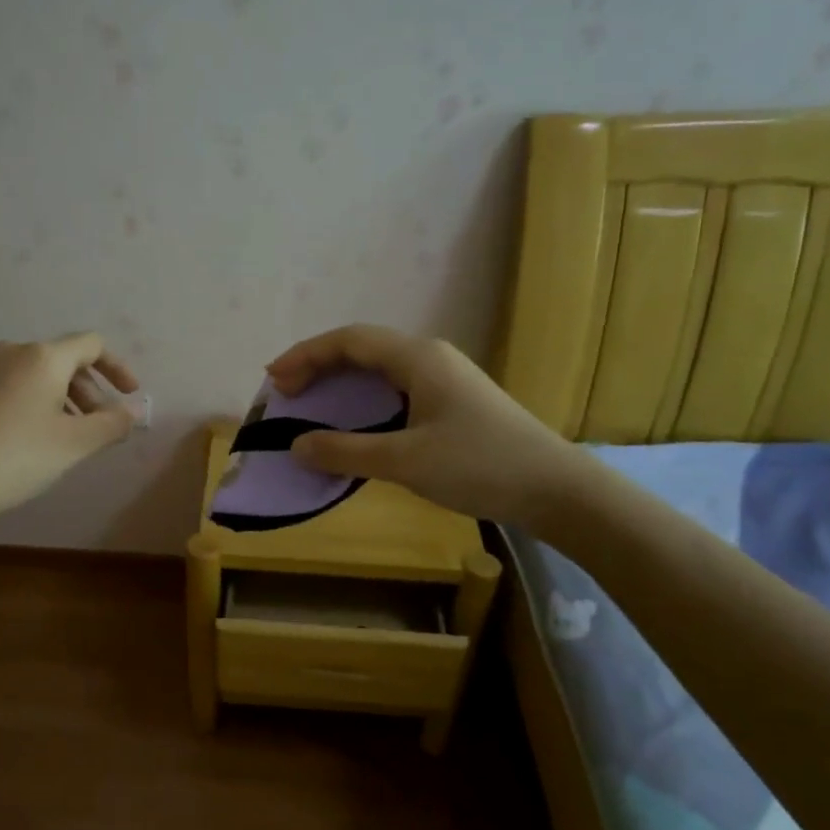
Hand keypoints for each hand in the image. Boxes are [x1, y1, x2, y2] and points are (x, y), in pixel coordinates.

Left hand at [0, 334, 139, 534]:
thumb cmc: (15, 460)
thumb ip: (112, 424)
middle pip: (55, 361)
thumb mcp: (74, 445)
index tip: (128, 395)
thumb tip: (133, 411)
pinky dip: (6, 407)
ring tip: (49, 435)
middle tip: (92, 426)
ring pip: (18, 376)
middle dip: (82, 390)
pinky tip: (1, 439)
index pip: (90, 345)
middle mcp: (4, 353)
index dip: (116, 367)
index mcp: (41, 359)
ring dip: (44, 398)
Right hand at [266, 324, 583, 524]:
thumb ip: (346, 451)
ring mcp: (444, 378)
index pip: (348, 340)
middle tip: (286, 393)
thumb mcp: (404, 460)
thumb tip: (297, 445)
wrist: (556, 489)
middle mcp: (429, 357)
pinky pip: (394, 387)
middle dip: (318, 365)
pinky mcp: (453, 401)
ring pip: (379, 368)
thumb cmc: (479, 466)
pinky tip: (355, 422)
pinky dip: (363, 398)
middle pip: (362, 348)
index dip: (306, 355)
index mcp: (417, 358)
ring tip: (311, 403)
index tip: (273, 379)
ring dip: (340, 382)